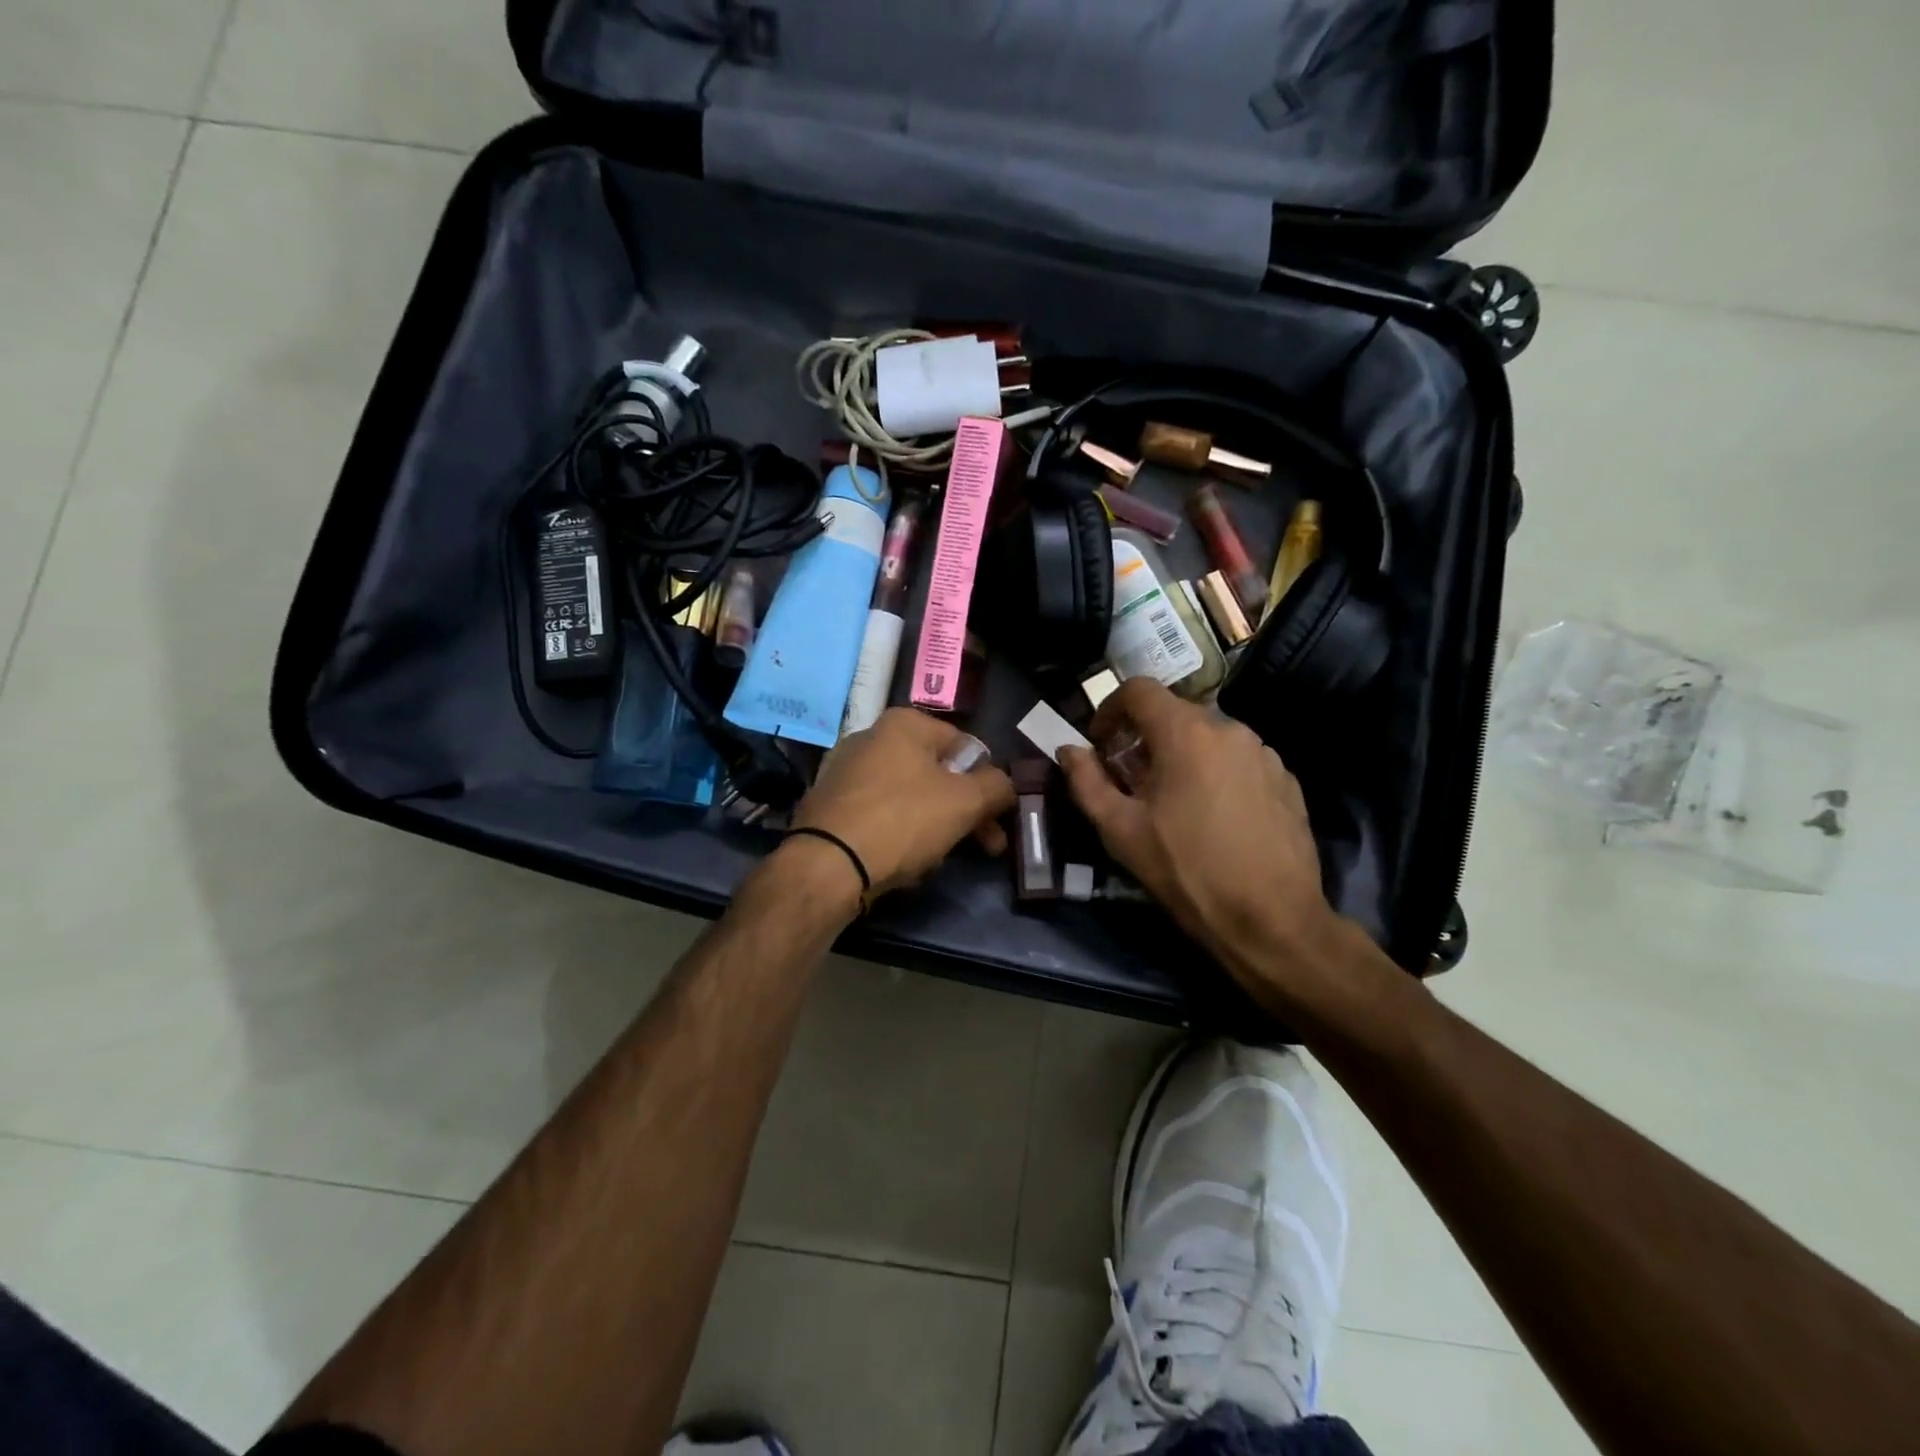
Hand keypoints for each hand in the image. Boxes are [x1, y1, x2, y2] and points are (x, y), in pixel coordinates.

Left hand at [791, 709, 1015, 899]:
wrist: (827, 864)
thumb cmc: (903, 821)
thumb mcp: (965, 802)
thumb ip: (996, 787)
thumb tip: (1004, 786)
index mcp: (904, 723)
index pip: (965, 747)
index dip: (988, 785)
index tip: (997, 822)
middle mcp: (871, 736)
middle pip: (936, 774)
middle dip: (964, 812)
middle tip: (985, 847)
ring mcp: (845, 770)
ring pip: (909, 797)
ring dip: (933, 826)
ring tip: (937, 859)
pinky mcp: (829, 804)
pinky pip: (879, 814)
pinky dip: (897, 833)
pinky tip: (902, 861)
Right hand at [1058, 678, 1344, 994]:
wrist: (1272, 919)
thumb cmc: (1186, 871)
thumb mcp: (1120, 830)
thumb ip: (1086, 781)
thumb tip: (1069, 750)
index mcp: (1186, 733)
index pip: (1139, 689)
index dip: (1110, 709)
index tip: (1100, 743)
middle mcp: (1230, 729)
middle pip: (1175, 714)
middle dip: (1144, 738)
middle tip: (1130, 781)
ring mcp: (1264, 753)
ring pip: (1209, 738)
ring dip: (1182, 756)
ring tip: (1173, 802)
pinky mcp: (1287, 779)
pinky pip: (1239, 761)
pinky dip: (1215, 773)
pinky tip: (1213, 817)